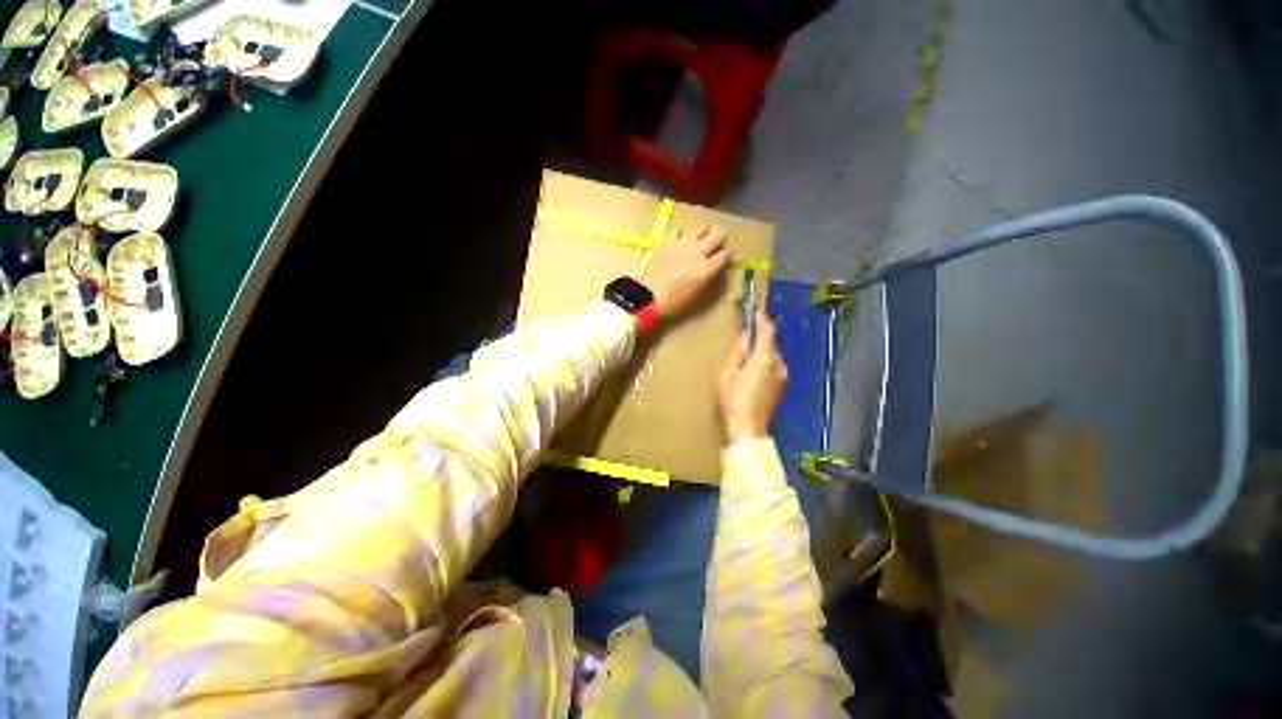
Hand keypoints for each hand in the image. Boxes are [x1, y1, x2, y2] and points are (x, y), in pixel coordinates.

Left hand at [641, 225, 730, 319]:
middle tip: (714, 247)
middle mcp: (699, 252)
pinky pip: (680, 230)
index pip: (727, 254)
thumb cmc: (675, 302)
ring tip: (698, 242)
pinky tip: (679, 243)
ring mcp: (683, 244)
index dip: (726, 257)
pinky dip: (682, 235)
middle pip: (719, 234)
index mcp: (708, 269)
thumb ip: (710, 278)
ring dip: (703, 234)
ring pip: (702, 227)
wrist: (649, 297)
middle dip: (719, 240)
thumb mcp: (699, 294)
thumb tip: (716, 269)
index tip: (722, 261)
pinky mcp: (668, 241)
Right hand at [718, 310, 787, 442]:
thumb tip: (744, 336)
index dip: (762, 319)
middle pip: (771, 343)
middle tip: (745, 333)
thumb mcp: (727, 374)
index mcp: (764, 359)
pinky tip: (753, 370)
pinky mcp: (781, 387)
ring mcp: (782, 377)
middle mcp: (778, 364)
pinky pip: (774, 367)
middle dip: (760, 336)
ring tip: (746, 355)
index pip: (767, 331)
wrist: (748, 429)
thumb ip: (737, 353)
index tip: (755, 310)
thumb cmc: (733, 400)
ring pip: (773, 355)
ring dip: (762, 351)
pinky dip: (765, 362)